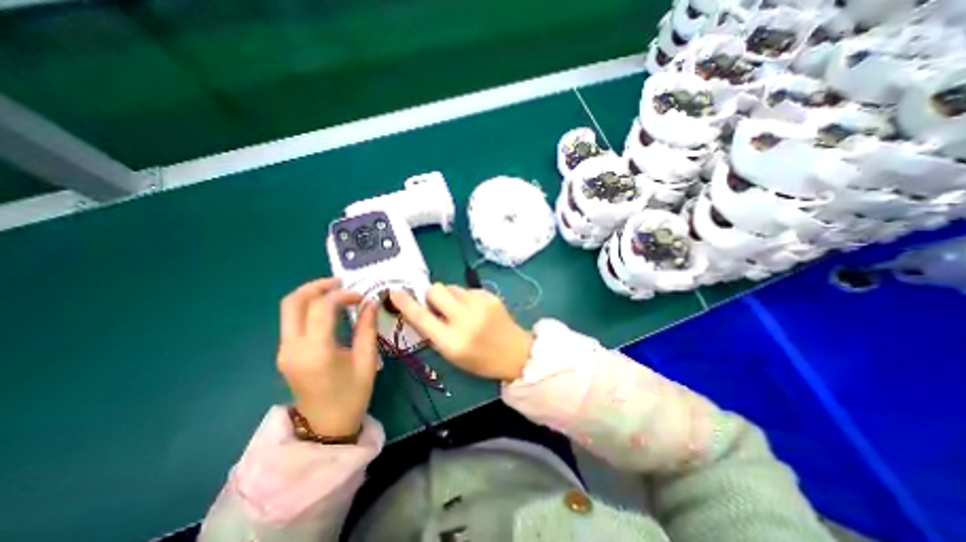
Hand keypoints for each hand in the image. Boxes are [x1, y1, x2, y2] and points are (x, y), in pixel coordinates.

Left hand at [279, 277, 379, 437]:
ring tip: (337, 293)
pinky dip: (308, 308)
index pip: (322, 307)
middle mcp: (293, 347)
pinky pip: (292, 321)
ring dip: (312, 295)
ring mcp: (284, 350)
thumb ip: (367, 327)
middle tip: (340, 282)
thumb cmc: (352, 395)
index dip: (343, 295)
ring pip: (289, 309)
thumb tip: (371, 302)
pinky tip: (328, 310)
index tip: (361, 297)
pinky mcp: (285, 353)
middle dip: (317, 286)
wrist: (326, 427)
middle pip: (293, 302)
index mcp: (316, 350)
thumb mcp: (367, 360)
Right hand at [388, 284, 530, 380]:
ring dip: (450, 296)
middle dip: (432, 296)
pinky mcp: (490, 296)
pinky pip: (467, 289)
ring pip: (451, 287)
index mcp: (451, 341)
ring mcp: (479, 305)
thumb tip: (421, 309)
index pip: (421, 317)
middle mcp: (464, 319)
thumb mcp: (451, 354)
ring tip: (461, 309)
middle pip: (435, 290)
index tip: (395, 292)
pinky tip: (475, 309)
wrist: (515, 353)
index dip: (405, 303)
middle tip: (438, 306)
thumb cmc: (480, 360)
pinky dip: (465, 297)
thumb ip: (433, 331)